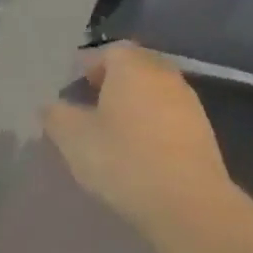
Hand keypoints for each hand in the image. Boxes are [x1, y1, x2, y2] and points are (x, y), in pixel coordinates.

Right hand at [40, 43, 240, 236]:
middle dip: (112, 83)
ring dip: (134, 104)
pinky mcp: (202, 131)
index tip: (73, 90)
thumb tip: (50, 106)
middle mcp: (164, 75)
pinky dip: (152, 124)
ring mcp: (188, 102)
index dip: (88, 67)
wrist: (186, 201)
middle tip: (90, 108)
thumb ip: (57, 116)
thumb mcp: (74, 139)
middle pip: (135, 68)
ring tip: (113, 132)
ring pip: (154, 92)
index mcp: (132, 67)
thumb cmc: (122, 160)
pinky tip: (139, 150)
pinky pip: (169, 115)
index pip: (109, 51)